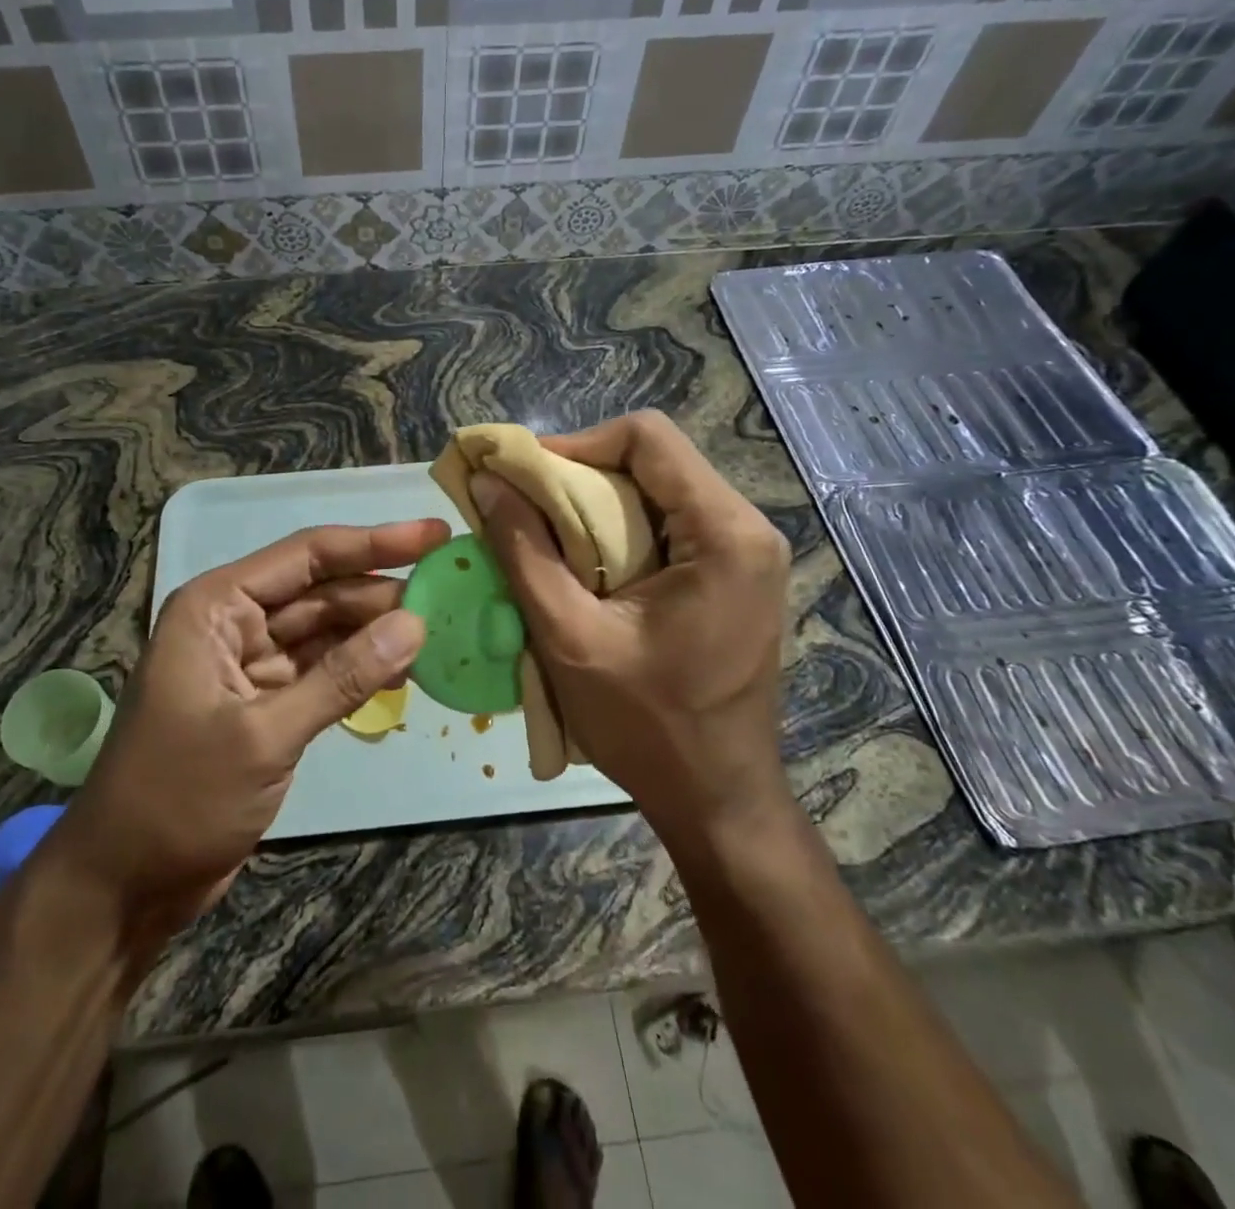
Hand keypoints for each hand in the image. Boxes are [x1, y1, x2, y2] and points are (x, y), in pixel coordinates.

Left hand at [43, 519, 448, 955]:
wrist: (125, 885)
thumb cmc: (179, 797)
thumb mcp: (264, 734)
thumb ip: (342, 677)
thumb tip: (416, 624)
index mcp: (217, 607)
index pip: (308, 556)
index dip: (374, 542)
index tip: (435, 533)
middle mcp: (235, 623)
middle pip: (322, 591)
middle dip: (381, 591)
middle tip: (450, 590)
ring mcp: (251, 665)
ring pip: (327, 631)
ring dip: (376, 631)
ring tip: (439, 629)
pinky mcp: (267, 705)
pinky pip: (324, 671)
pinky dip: (361, 670)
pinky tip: (404, 670)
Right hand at [471, 412, 792, 854]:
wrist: (716, 797)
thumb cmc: (647, 725)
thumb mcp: (569, 635)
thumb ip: (524, 550)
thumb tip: (486, 481)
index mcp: (725, 533)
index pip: (647, 437)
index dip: (575, 444)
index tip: (523, 480)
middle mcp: (748, 528)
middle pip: (654, 460)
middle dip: (580, 477)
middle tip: (524, 510)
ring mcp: (747, 552)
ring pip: (658, 490)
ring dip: (596, 506)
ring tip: (546, 539)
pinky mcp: (735, 575)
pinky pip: (669, 525)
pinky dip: (619, 532)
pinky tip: (585, 567)